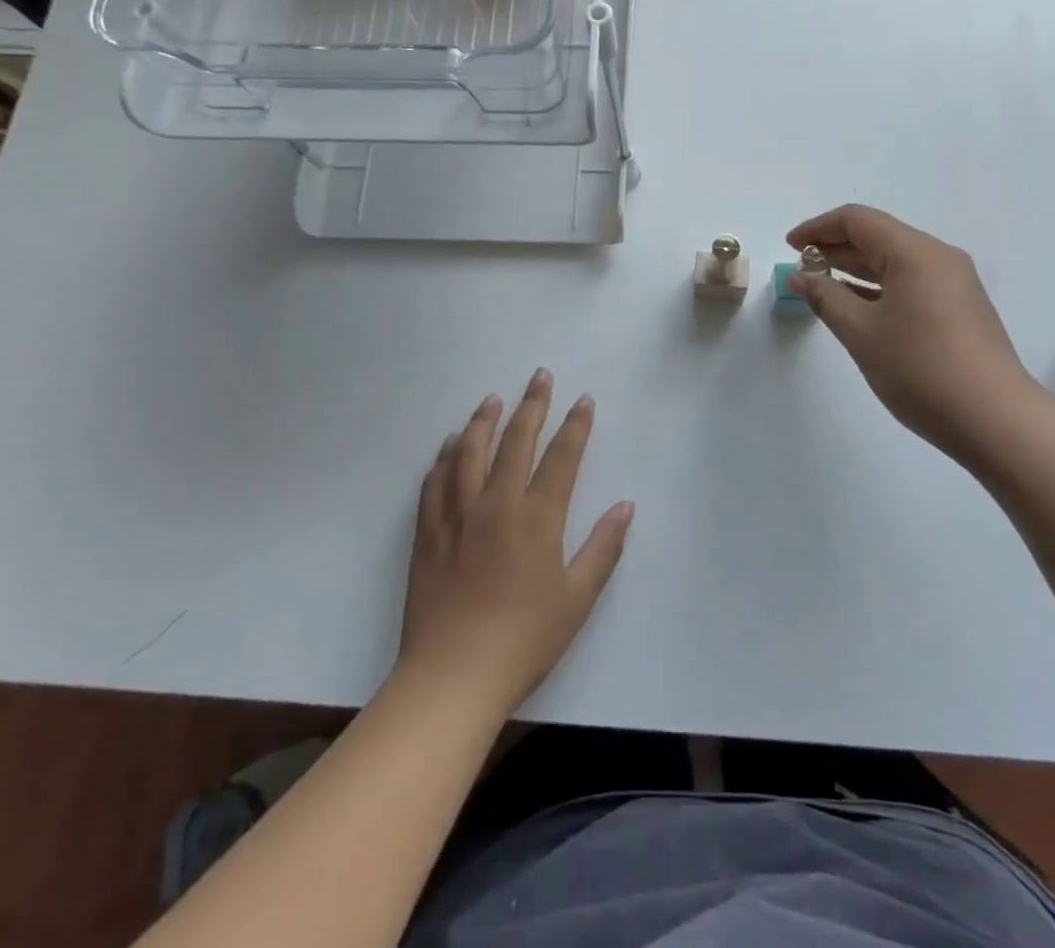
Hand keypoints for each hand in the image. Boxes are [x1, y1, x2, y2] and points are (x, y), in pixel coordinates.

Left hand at [397, 371, 633, 718]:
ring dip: (483, 421)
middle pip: (516, 441)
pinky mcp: (428, 533)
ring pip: (469, 452)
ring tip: (492, 399)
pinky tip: (449, 445)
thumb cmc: (524, 640)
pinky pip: (435, 482)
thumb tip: (625, 506)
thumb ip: (603, 548)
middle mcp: (496, 504)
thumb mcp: (577, 599)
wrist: (452, 677)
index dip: (575, 426)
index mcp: (537, 518)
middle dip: (532, 405)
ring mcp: (457, 515)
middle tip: (540, 376)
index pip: (561, 457)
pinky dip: (444, 457)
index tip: (583, 399)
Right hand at [786, 205, 1036, 456]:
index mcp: (914, 252)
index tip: (789, 247)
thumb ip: (825, 298)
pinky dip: (879, 287)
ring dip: (856, 268)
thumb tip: (799, 276)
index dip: (818, 228)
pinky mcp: (961, 308)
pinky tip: (857, 307)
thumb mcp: (861, 333)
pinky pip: (911, 282)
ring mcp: (954, 283)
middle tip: (801, 267)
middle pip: (878, 236)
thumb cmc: (921, 369)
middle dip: (836, 247)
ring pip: (896, 261)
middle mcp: (938, 257)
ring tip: (822, 286)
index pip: (858, 220)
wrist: (996, 420)